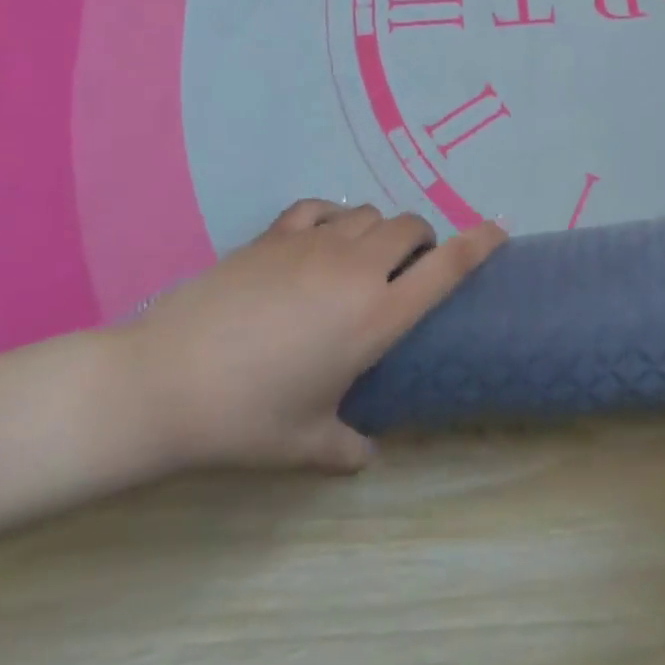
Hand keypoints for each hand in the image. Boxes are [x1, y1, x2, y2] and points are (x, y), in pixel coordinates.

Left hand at [111, 200, 507, 473]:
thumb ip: (346, 447)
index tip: (499, 229)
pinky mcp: (274, 234)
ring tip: (361, 257)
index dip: (480, 242)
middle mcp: (356, 269)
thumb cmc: (246, 418)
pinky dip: (333, 217)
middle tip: (407, 268)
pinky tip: (319, 239)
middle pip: (410, 226)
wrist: (165, 382)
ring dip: (377, 230)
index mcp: (376, 316)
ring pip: (368, 213)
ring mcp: (313, 243)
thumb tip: (365, 457)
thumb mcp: (304, 443)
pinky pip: (321, 207)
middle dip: (420, 240)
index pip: (446, 267)